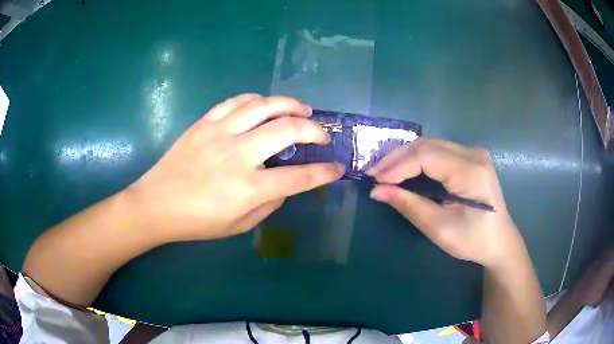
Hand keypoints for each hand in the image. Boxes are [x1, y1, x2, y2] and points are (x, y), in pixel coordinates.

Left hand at [126, 94, 344, 241]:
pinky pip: (236, 101)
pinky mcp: (205, 122)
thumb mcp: (239, 225)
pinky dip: (257, 100)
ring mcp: (220, 132)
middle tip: (322, 135)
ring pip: (264, 106)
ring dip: (290, 105)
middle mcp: (238, 154)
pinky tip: (265, 105)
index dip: (324, 172)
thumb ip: (269, 203)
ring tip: (302, 110)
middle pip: (287, 129)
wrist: (157, 203)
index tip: (337, 168)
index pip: (299, 177)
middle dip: (314, 130)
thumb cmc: (197, 221)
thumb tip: (285, 184)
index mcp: (248, 187)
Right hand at [367, 139, 523, 267]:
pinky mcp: (471, 158)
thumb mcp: (440, 229)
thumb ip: (410, 206)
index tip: (375, 180)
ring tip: (385, 173)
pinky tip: (405, 170)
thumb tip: (377, 191)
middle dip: (397, 159)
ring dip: (405, 157)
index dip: (398, 166)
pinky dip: (418, 160)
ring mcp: (473, 153)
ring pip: (431, 145)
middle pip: (427, 145)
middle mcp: (473, 153)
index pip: (426, 156)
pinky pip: (438, 151)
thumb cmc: (473, 240)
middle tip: (374, 174)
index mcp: (471, 171)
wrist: (500, 241)